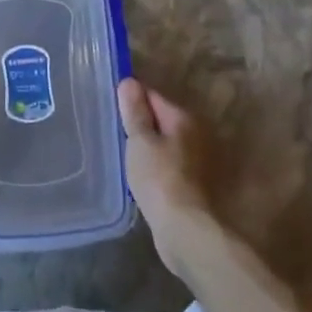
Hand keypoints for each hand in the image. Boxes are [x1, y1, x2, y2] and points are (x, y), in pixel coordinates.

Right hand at [118, 77, 217, 277]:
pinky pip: (169, 164)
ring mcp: (198, 160)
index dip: (131, 100)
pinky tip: (141, 176)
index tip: (113, 110)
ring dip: (149, 147)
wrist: (185, 230)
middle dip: (141, 124)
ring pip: (166, 143)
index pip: (152, 96)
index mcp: (183, 118)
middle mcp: (196, 134)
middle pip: (161, 119)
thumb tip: (129, 82)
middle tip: (116, 133)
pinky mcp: (195, 183)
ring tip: (125, 155)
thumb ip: (135, 112)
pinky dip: (156, 166)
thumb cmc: (159, 179)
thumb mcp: (140, 141)